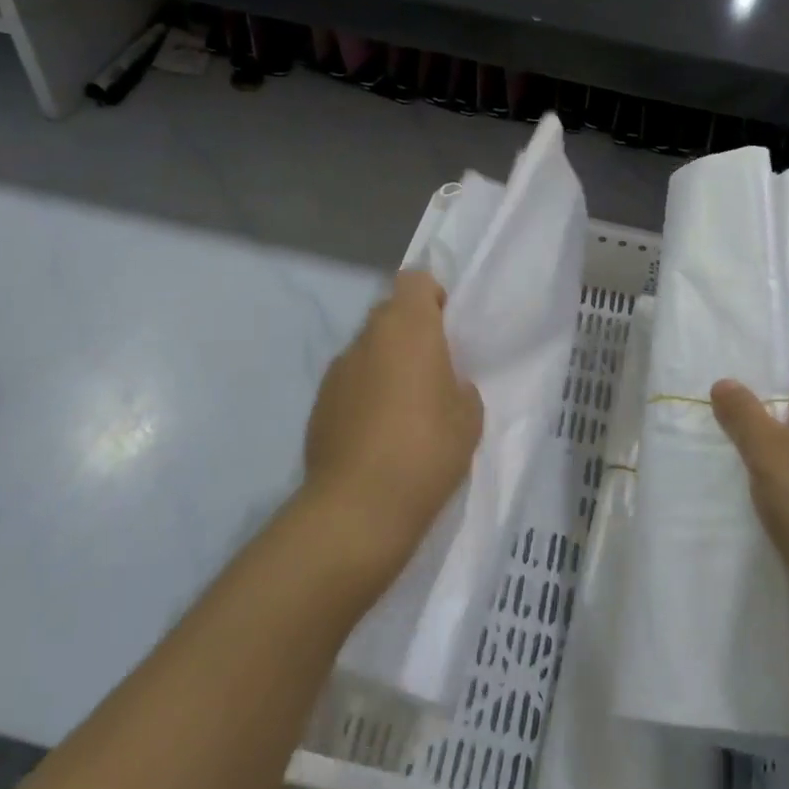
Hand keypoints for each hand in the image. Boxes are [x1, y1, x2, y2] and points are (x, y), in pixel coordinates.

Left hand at [303, 270, 482, 581]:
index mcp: (409, 328)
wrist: (358, 508)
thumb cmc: (426, 450)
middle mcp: (368, 337)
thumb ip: (459, 386)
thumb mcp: (468, 417)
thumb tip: (444, 384)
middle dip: (409, 332)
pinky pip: (350, 382)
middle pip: (389, 313)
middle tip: (431, 370)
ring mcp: (338, 369)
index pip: (414, 280)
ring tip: (403, 408)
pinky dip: (364, 394)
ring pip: (368, 349)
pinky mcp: (319, 402)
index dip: (431, 296)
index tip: (445, 328)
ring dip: (385, 364)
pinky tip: (376, 433)